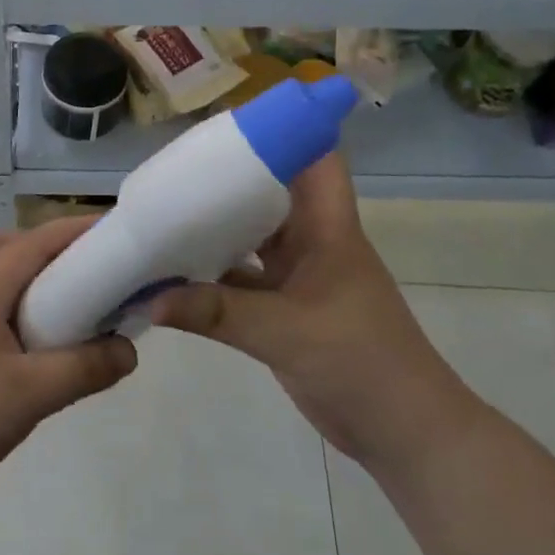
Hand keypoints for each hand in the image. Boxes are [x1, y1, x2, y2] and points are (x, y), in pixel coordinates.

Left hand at [0, 218, 137, 505]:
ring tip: (69, 302)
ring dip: (32, 274)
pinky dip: (18, 300)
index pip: (37, 240)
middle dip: (51, 246)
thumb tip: (130, 350)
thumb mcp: (34, 394)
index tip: (119, 231)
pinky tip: (37, 338)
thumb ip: (87, 368)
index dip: (78, 230)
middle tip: (90, 269)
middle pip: (10, 245)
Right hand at [151, 153, 476, 469]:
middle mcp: (312, 242)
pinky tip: (172, 275)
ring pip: (252, 238)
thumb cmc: (362, 363)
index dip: (284, 130)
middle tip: (178, 167)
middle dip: (229, 178)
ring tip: (164, 213)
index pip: (315, 158)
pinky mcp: (285, 310)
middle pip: (271, 193)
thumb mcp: (287, 332)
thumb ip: (217, 313)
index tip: (231, 121)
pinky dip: (211, 277)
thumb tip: (150, 298)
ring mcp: (299, 277)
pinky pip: (242, 280)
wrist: (404, 433)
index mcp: (327, 228)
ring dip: (215, 228)